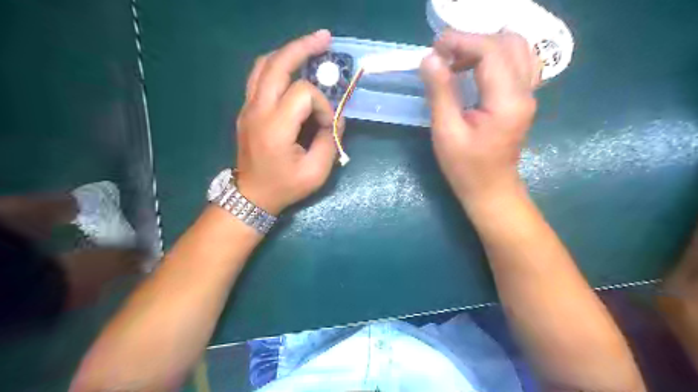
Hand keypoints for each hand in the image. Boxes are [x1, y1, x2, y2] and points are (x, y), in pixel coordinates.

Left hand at [235, 29, 342, 213]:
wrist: (251, 196)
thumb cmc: (285, 186)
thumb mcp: (316, 172)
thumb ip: (330, 141)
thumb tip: (335, 118)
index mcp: (275, 127)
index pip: (303, 94)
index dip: (322, 105)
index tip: (328, 125)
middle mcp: (257, 110)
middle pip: (277, 64)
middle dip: (303, 48)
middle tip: (325, 39)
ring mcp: (247, 107)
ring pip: (263, 65)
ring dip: (287, 52)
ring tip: (309, 47)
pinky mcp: (246, 110)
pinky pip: (258, 76)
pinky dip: (276, 65)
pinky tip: (291, 66)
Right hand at [420, 30, 538, 202]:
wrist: (491, 190)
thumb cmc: (466, 168)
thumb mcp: (446, 132)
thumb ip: (441, 92)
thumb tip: (430, 58)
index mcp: (507, 101)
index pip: (491, 51)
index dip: (462, 41)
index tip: (435, 48)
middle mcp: (525, 91)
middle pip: (508, 43)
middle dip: (473, 41)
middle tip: (444, 56)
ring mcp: (528, 94)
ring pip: (516, 49)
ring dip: (484, 47)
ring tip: (457, 62)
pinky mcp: (522, 98)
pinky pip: (516, 63)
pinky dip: (494, 57)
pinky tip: (474, 71)